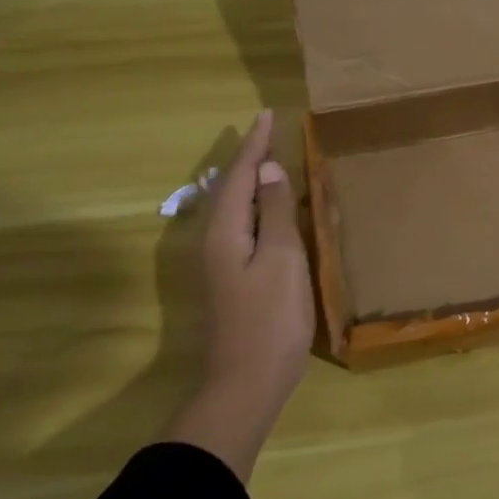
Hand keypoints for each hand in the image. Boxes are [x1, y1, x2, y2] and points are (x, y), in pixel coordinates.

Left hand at [165, 109, 315, 479]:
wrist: (246, 383)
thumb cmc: (271, 319)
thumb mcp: (282, 259)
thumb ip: (276, 212)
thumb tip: (268, 169)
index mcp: (226, 231)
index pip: (239, 175)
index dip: (255, 144)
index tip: (267, 115)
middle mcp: (215, 240)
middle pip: (230, 187)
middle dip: (248, 157)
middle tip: (268, 131)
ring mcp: (221, 262)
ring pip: (235, 207)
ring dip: (251, 180)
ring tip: (269, 159)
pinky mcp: (231, 278)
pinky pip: (242, 225)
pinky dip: (257, 206)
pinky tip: (271, 209)